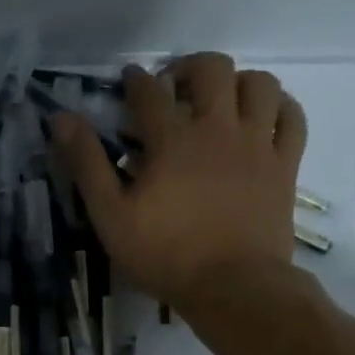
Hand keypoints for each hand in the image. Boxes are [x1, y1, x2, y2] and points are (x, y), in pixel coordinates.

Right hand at [51, 53, 307, 310]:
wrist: (233, 286)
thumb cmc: (165, 255)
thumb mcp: (111, 216)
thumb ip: (87, 164)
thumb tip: (61, 118)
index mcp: (172, 140)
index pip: (149, 92)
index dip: (135, 80)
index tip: (128, 80)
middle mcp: (218, 129)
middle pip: (212, 69)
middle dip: (189, 67)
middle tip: (175, 87)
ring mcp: (257, 145)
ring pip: (260, 84)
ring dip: (238, 81)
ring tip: (222, 99)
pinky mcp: (285, 165)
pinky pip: (293, 118)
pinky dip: (279, 106)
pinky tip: (265, 115)